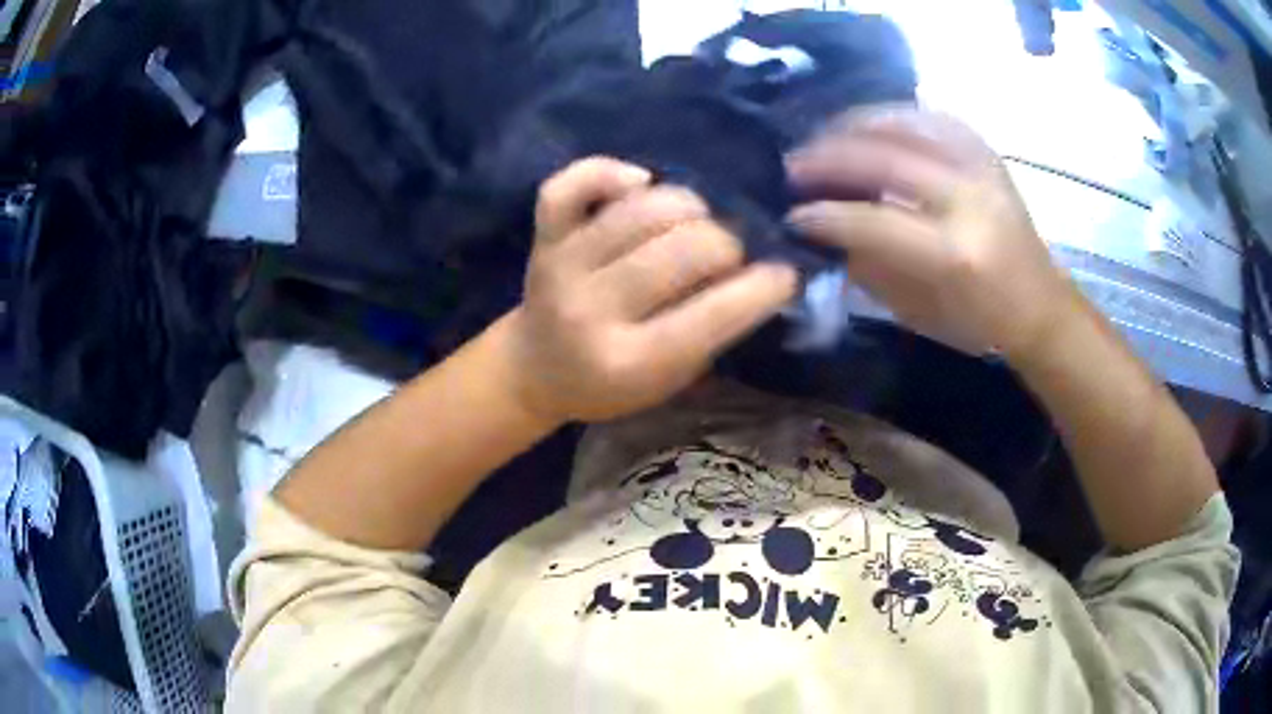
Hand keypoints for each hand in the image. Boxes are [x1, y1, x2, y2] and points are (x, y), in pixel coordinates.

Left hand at [506, 157, 797, 422]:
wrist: (534, 370)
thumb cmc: (610, 384)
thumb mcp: (668, 382)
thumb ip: (711, 334)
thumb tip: (762, 273)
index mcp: (628, 363)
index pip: (712, 314)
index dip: (764, 288)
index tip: (785, 275)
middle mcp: (591, 311)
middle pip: (683, 249)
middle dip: (726, 246)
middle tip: (728, 257)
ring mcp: (562, 267)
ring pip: (644, 208)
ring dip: (688, 208)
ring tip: (693, 225)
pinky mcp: (543, 238)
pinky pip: (569, 185)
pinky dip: (609, 171)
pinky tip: (638, 182)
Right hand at [787, 109, 1075, 357]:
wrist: (1041, 307)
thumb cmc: (980, 323)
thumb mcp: (918, 312)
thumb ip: (870, 265)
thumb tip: (824, 226)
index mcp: (954, 254)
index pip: (873, 222)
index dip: (825, 215)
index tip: (792, 214)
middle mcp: (969, 200)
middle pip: (885, 158)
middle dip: (828, 157)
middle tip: (793, 165)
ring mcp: (981, 169)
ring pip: (907, 123)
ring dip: (855, 125)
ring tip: (824, 136)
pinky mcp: (988, 155)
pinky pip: (932, 117)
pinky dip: (894, 115)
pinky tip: (871, 124)